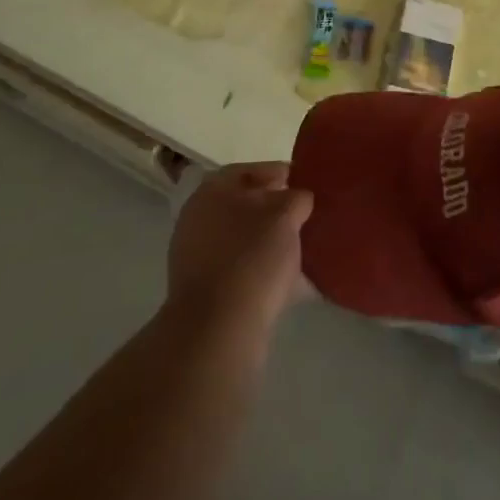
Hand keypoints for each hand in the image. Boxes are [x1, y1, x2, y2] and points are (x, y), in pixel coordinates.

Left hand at [167, 163, 313, 334]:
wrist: (219, 329)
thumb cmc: (252, 258)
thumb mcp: (286, 215)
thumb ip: (296, 197)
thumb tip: (298, 198)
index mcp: (212, 191)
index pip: (248, 170)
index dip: (279, 172)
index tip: (305, 183)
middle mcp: (197, 218)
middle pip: (243, 204)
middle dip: (274, 208)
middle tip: (305, 215)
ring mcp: (195, 257)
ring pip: (241, 238)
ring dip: (268, 240)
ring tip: (301, 248)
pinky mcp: (203, 291)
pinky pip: (239, 268)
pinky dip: (261, 268)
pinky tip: (287, 279)